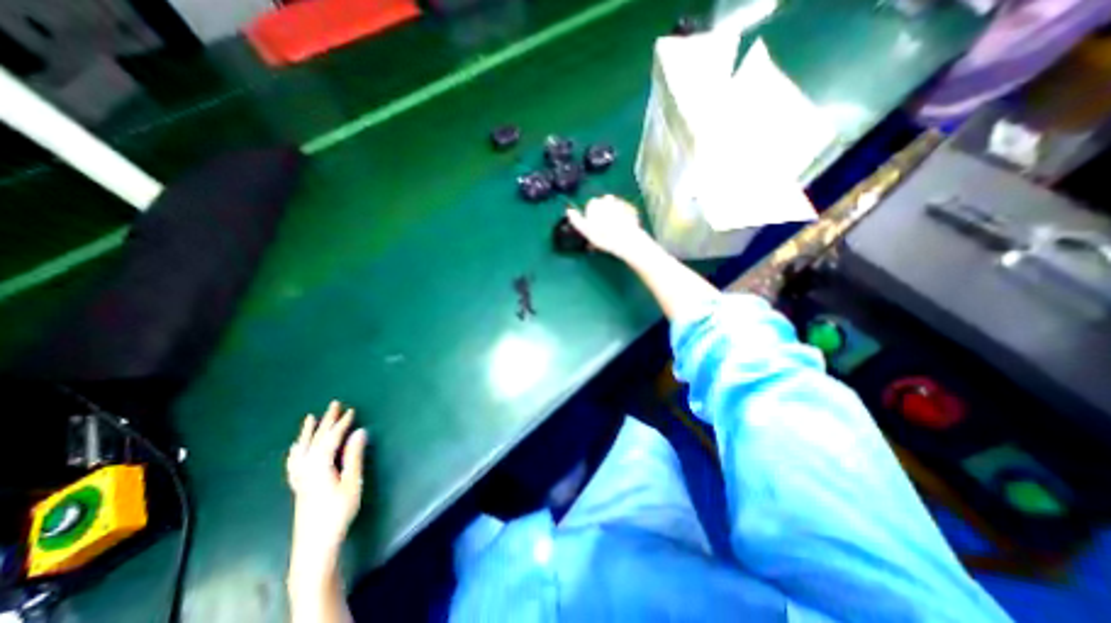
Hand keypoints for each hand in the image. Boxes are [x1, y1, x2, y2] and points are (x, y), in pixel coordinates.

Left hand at [285, 403, 368, 554]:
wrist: (314, 545)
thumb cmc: (338, 512)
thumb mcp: (352, 482)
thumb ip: (354, 456)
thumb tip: (360, 432)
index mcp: (320, 465)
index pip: (332, 438)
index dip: (342, 423)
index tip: (352, 410)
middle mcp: (306, 468)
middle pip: (317, 439)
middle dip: (326, 421)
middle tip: (335, 404)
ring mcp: (300, 478)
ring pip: (302, 449)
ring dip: (308, 432)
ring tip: (310, 418)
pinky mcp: (298, 486)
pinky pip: (294, 462)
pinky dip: (296, 451)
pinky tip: (296, 447)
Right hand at [566, 195, 651, 257]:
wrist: (627, 240)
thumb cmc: (604, 237)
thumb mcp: (586, 231)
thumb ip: (576, 220)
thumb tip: (569, 211)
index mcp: (595, 203)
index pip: (590, 205)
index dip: (591, 216)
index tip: (593, 226)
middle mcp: (608, 199)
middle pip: (602, 205)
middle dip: (602, 213)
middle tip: (603, 229)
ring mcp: (621, 203)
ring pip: (613, 208)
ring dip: (612, 215)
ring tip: (613, 229)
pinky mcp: (632, 210)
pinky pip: (624, 212)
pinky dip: (623, 218)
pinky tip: (622, 228)